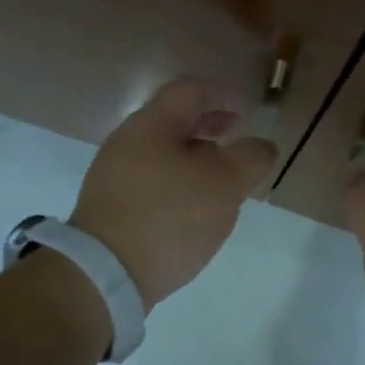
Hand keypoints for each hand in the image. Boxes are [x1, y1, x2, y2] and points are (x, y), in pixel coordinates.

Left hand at [70, 77, 276, 310]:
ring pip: (161, 153)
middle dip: (208, 126)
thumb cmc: (169, 217)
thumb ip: (250, 158)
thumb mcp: (224, 185)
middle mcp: (126, 143)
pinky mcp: (110, 209)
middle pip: (172, 121)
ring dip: (194, 158)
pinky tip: (192, 209)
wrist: (105, 273)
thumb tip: (260, 145)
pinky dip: (177, 182)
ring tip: (220, 179)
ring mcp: (113, 177)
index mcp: (151, 125)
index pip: (189, 91)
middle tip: (236, 139)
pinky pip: (151, 182)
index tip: (247, 110)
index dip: (222, 94)